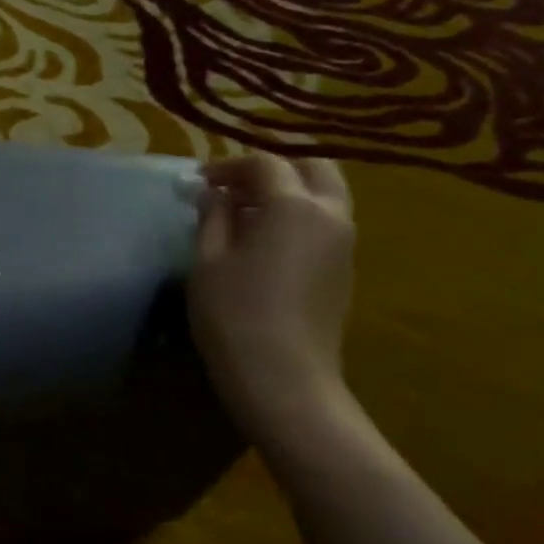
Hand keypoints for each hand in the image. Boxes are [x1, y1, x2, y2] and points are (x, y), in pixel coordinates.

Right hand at [188, 149, 354, 436]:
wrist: (284, 379)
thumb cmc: (235, 315)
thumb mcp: (208, 262)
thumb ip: (213, 218)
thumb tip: (217, 195)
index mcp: (294, 205)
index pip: (265, 164)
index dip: (229, 166)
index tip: (199, 181)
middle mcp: (330, 215)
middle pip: (313, 166)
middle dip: (274, 166)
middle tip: (236, 184)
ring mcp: (344, 244)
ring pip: (325, 195)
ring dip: (290, 191)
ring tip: (248, 212)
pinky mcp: (345, 271)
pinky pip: (326, 223)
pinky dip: (300, 215)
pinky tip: (267, 241)